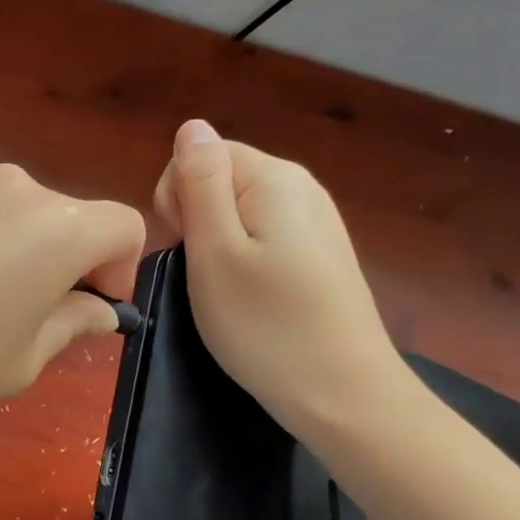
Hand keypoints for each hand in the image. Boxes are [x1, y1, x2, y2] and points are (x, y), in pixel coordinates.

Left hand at [0, 164, 145, 432]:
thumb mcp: (18, 364)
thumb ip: (71, 327)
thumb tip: (96, 308)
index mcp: (57, 226)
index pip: (125, 227)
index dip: (119, 272)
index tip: (85, 313)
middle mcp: (12, 186)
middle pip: (64, 218)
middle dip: (60, 265)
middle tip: (18, 321)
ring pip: (8, 213)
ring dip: (7, 251)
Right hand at [153, 119, 406, 435]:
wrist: (342, 394)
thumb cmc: (265, 324)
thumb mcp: (213, 251)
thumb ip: (199, 182)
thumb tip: (192, 126)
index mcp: (274, 178)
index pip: (201, 154)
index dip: (177, 197)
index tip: (186, 247)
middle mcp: (301, 187)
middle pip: (221, 178)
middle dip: (197, 219)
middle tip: (205, 274)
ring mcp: (316, 221)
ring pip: (238, 210)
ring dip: (216, 243)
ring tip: (226, 291)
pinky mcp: (320, 254)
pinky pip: (262, 235)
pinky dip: (244, 260)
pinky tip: (252, 297)